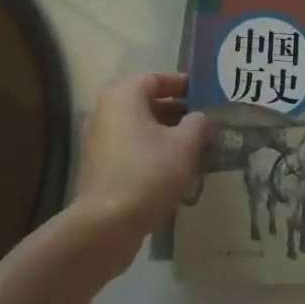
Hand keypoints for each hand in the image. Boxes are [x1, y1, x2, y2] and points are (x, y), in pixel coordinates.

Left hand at [69, 72, 212, 269]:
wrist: (106, 225)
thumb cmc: (148, 172)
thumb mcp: (184, 145)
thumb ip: (198, 124)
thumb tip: (202, 119)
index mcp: (123, 95)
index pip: (157, 78)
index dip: (183, 84)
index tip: (205, 95)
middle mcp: (106, 111)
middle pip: (147, 103)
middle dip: (177, 113)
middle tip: (205, 124)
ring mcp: (99, 141)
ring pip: (140, 129)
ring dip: (166, 135)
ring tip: (195, 148)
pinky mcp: (99, 168)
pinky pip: (131, 150)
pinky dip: (152, 153)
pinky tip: (174, 170)